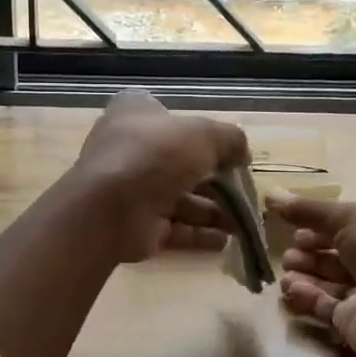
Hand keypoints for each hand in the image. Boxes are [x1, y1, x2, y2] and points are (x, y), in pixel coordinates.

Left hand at [72, 90, 250, 262]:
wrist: (110, 209)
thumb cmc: (155, 155)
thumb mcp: (203, 134)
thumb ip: (229, 139)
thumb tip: (242, 153)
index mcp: (136, 116)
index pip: (167, 117)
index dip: (196, 130)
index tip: (225, 147)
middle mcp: (131, 150)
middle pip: (179, 162)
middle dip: (214, 179)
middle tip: (244, 191)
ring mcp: (132, 189)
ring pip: (180, 198)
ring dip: (213, 210)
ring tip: (243, 222)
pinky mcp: (137, 224)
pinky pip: (175, 227)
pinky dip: (199, 233)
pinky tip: (226, 240)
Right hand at [270, 195, 355, 356]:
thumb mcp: (351, 219)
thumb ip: (310, 210)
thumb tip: (270, 194)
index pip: (351, 225)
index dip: (321, 225)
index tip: (293, 226)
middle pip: (339, 254)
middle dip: (311, 251)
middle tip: (287, 252)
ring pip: (332, 282)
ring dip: (307, 274)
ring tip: (285, 271)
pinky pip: (328, 308)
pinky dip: (308, 298)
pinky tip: (290, 290)